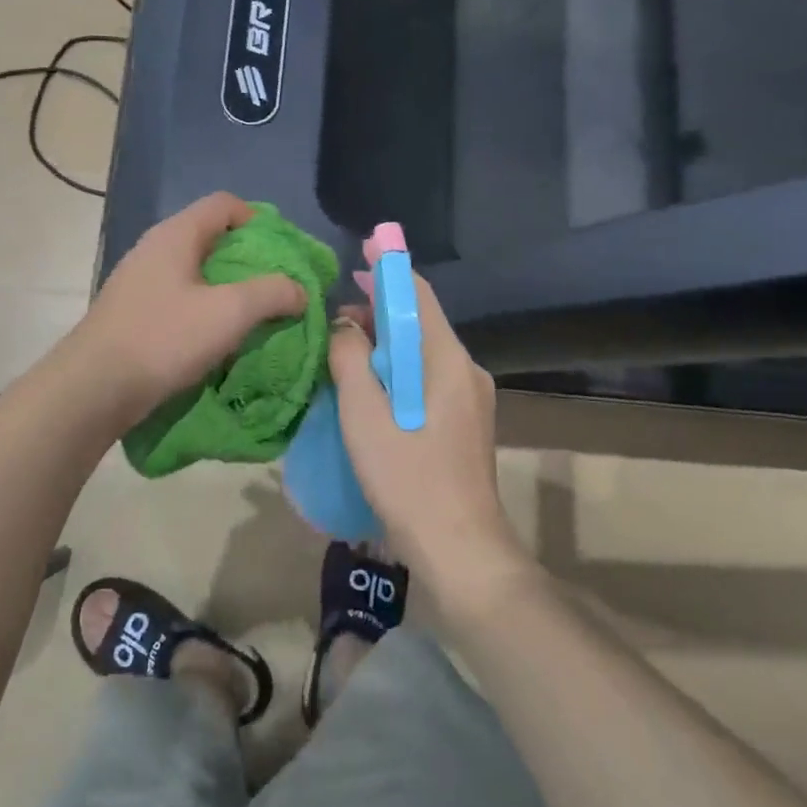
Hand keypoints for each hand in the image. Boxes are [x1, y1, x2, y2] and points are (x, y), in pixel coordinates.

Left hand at [74, 193, 306, 426]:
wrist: (93, 388)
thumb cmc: (164, 338)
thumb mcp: (230, 313)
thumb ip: (272, 293)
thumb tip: (299, 289)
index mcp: (176, 235)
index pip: (224, 204)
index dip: (259, 220)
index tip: (282, 253)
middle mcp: (155, 248)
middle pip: (211, 236)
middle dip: (248, 259)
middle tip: (275, 286)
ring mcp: (139, 280)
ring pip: (195, 270)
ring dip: (227, 288)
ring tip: (252, 315)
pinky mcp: (133, 310)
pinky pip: (179, 296)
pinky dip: (204, 308)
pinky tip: (216, 337)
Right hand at [329, 275, 530, 609]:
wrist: (460, 550)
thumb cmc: (408, 478)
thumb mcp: (365, 415)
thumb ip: (350, 360)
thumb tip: (344, 325)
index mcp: (447, 360)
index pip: (419, 295)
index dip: (388, 271)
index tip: (359, 256)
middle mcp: (466, 370)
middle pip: (421, 323)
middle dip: (378, 312)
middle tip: (336, 318)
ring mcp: (470, 399)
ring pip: (422, 354)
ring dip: (385, 346)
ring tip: (344, 353)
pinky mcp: (465, 423)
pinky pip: (427, 379)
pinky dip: (397, 372)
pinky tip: (369, 390)